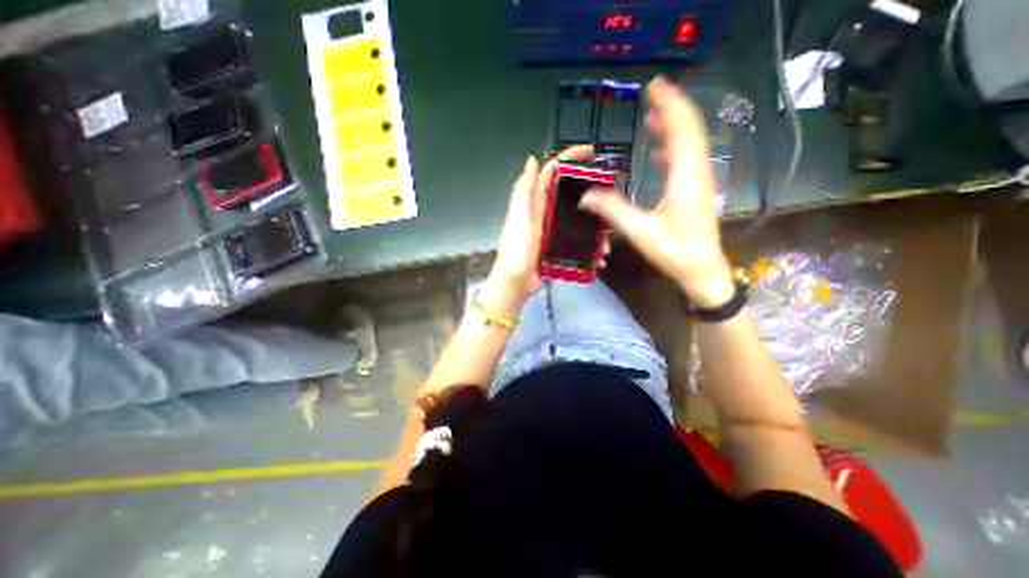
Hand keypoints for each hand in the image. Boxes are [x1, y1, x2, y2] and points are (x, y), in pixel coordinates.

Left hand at [486, 145, 594, 300]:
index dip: (569, 158)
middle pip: (571, 196)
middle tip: (609, 204)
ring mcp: (553, 232)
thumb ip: (524, 191)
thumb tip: (531, 160)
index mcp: (536, 203)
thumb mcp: (519, 218)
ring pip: (579, 221)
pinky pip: (578, 242)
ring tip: (606, 239)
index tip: (591, 152)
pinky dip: (590, 248)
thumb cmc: (517, 250)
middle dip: (591, 197)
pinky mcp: (558, 248)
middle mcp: (545, 214)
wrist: (516, 282)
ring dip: (594, 228)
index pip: (553, 173)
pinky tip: (599, 256)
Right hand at [582, 78, 734, 310]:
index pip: (682, 132)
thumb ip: (613, 211)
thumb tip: (585, 196)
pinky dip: (675, 146)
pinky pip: (689, 158)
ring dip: (675, 125)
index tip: (655, 86)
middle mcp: (698, 173)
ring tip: (655, 114)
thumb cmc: (675, 252)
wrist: (703, 269)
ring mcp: (701, 181)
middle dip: (673, 107)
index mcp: (686, 179)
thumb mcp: (641, 233)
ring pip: (692, 142)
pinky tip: (660, 150)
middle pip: (690, 130)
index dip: (669, 106)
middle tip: (653, 91)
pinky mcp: (698, 189)